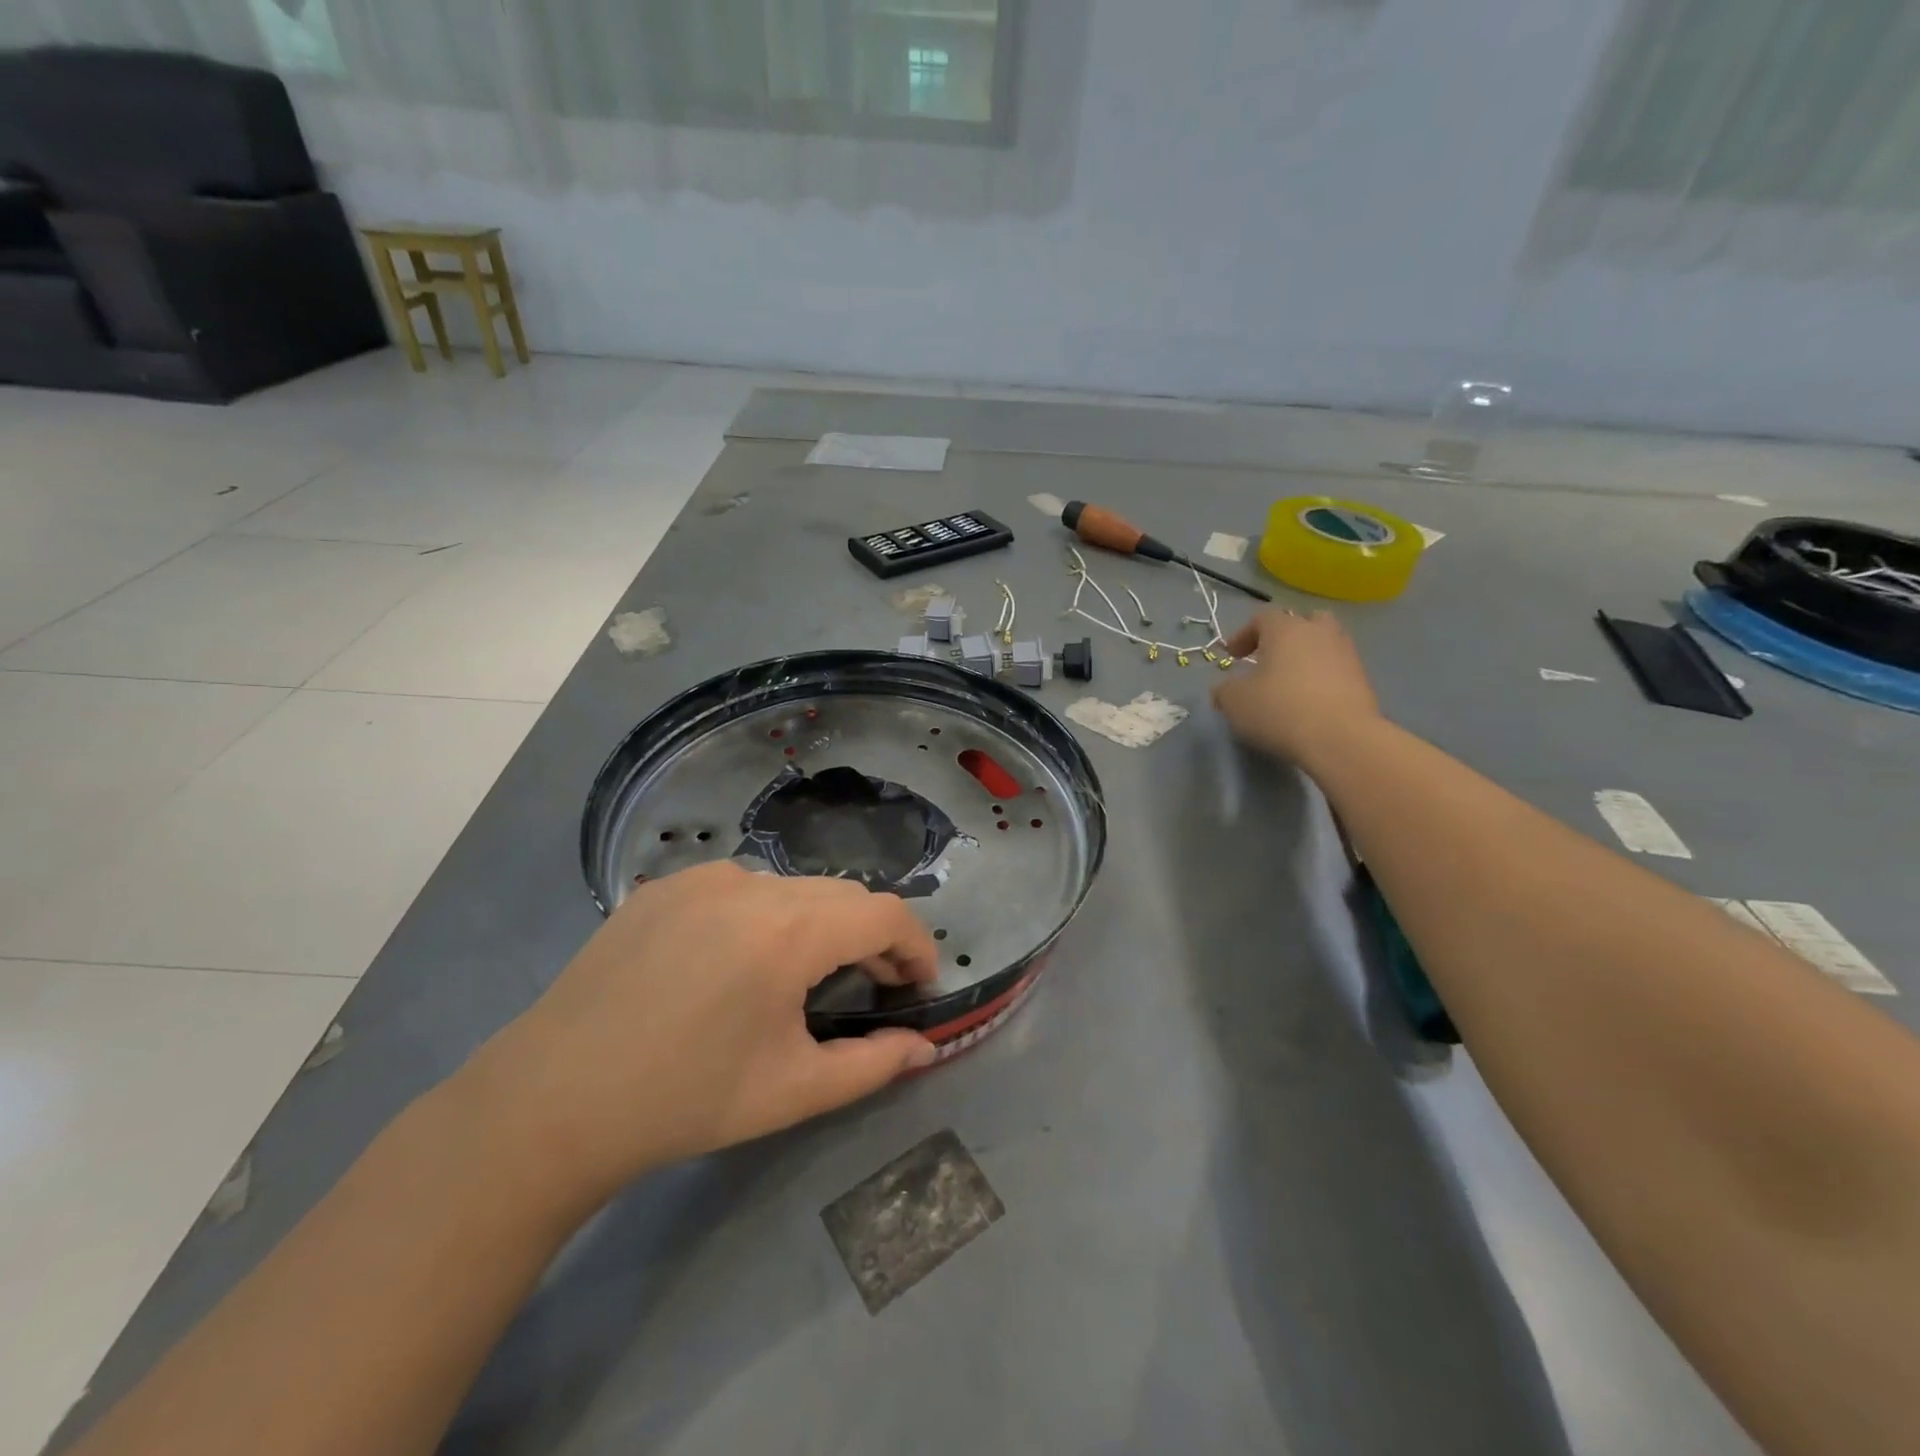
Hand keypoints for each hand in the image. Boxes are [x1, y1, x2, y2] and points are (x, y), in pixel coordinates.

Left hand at [464, 861, 938, 1210]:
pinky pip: (739, 888)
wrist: (552, 1100)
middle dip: (871, 936)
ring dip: (817, 924)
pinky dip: (764, 916)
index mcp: (789, 931)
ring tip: (802, 976)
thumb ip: (873, 1065)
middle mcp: (752, 884)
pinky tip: (736, 963)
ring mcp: (702, 877)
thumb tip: (924, 1047)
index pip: (884, 915)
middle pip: (841, 895)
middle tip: (871, 987)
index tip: (919, 986)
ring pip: (791, 888)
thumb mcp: (792, 1091)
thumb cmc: (685, 1100)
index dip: (915, 946)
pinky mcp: (664, 885)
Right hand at [1211, 609, 1382, 766]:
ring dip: (1307, 657)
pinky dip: (1323, 678)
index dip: (1243, 635)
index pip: (1262, 618)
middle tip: (1269, 658)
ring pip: (1324, 644)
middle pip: (1303, 621)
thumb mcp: (1235, 702)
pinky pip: (1337, 669)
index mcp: (1286, 629)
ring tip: (1291, 681)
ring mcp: (1346, 654)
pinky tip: (1310, 701)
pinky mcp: (1363, 680)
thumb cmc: (1279, 710)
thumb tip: (1224, 689)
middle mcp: (1319, 633)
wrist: (1341, 738)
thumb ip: (1224, 690)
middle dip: (1285, 636)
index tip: (1231, 656)